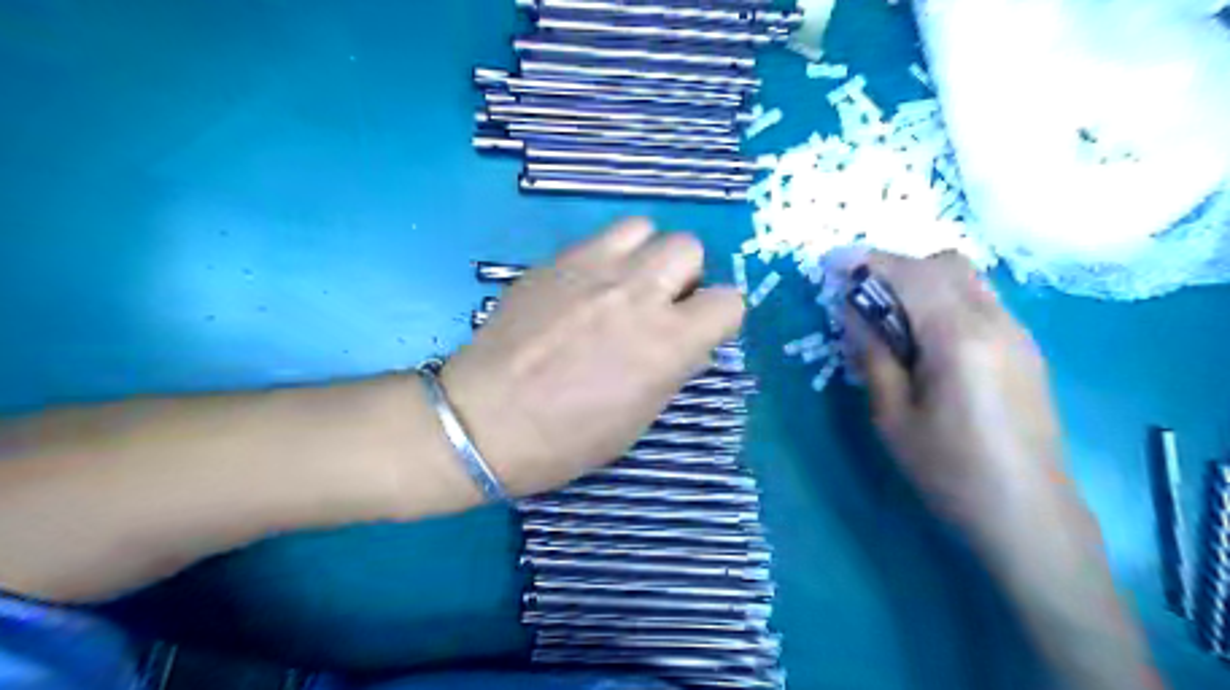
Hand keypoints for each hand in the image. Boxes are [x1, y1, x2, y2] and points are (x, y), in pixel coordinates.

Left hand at [444, 218, 749, 495]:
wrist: (484, 421)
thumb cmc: (566, 439)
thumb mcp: (638, 419)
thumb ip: (672, 369)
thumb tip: (687, 343)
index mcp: (666, 343)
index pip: (729, 301)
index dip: (719, 318)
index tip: (701, 332)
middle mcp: (636, 293)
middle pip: (688, 247)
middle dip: (684, 276)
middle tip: (660, 305)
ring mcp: (591, 269)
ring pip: (643, 227)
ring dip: (645, 255)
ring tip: (623, 286)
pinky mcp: (553, 261)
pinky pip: (598, 238)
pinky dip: (605, 257)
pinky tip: (583, 288)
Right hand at [858, 249, 1068, 524]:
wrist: (1027, 513)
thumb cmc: (950, 470)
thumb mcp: (892, 416)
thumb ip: (872, 354)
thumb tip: (852, 311)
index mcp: (958, 338)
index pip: (910, 274)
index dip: (867, 261)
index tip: (831, 263)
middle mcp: (995, 321)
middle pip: (944, 264)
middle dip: (896, 267)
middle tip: (858, 295)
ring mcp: (1017, 333)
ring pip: (966, 278)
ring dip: (921, 281)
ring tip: (887, 317)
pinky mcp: (1024, 348)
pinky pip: (979, 301)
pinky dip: (943, 299)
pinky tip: (923, 337)